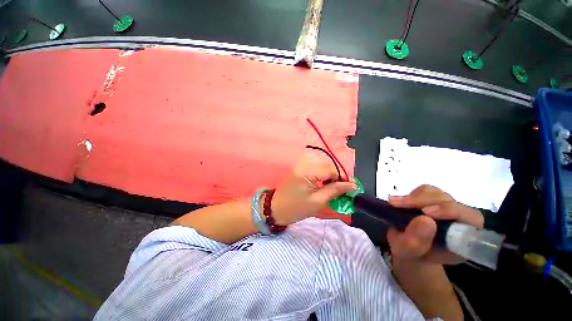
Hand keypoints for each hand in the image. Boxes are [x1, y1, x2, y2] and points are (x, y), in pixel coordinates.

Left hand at [271, 153, 356, 224]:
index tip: (352, 187)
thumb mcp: (318, 201)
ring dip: (330, 170)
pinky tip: (323, 177)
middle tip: (342, 187)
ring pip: (322, 160)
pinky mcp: (299, 165)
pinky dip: (322, 168)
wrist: (277, 208)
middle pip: (327, 163)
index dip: (343, 177)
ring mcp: (300, 162)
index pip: (331, 169)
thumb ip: (336, 190)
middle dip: (337, 174)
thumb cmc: (297, 208)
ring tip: (332, 183)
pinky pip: (315, 161)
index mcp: (307, 172)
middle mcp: (303, 163)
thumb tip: (353, 186)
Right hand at [387, 185, 483, 264]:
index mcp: (464, 240)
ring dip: (414, 198)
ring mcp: (447, 207)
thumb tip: (424, 219)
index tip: (425, 213)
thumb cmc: (410, 253)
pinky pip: (426, 190)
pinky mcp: (434, 198)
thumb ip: (415, 242)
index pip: (470, 219)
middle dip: (421, 201)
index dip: (450, 211)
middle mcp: (461, 220)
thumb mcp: (407, 253)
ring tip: (395, 204)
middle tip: (396, 204)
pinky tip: (401, 203)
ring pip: (436, 193)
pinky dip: (412, 194)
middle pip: (449, 201)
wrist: (408, 247)